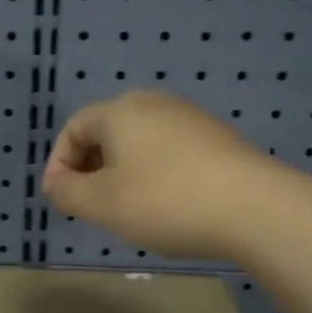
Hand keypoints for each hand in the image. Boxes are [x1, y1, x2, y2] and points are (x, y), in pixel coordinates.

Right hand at [42, 91, 274, 260]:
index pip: (73, 128)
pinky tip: (164, 203)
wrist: (255, 209)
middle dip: (89, 167)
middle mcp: (154, 104)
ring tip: (124, 207)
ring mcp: (190, 118)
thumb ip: (67, 192)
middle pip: (106, 130)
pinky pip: (168, 150)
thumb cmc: (165, 201)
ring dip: (120, 171)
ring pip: (138, 141)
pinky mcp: (217, 138)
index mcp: (120, 111)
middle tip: (88, 204)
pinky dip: (152, 172)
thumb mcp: (102, 204)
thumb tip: (56, 184)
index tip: (60, 199)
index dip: (58, 163)